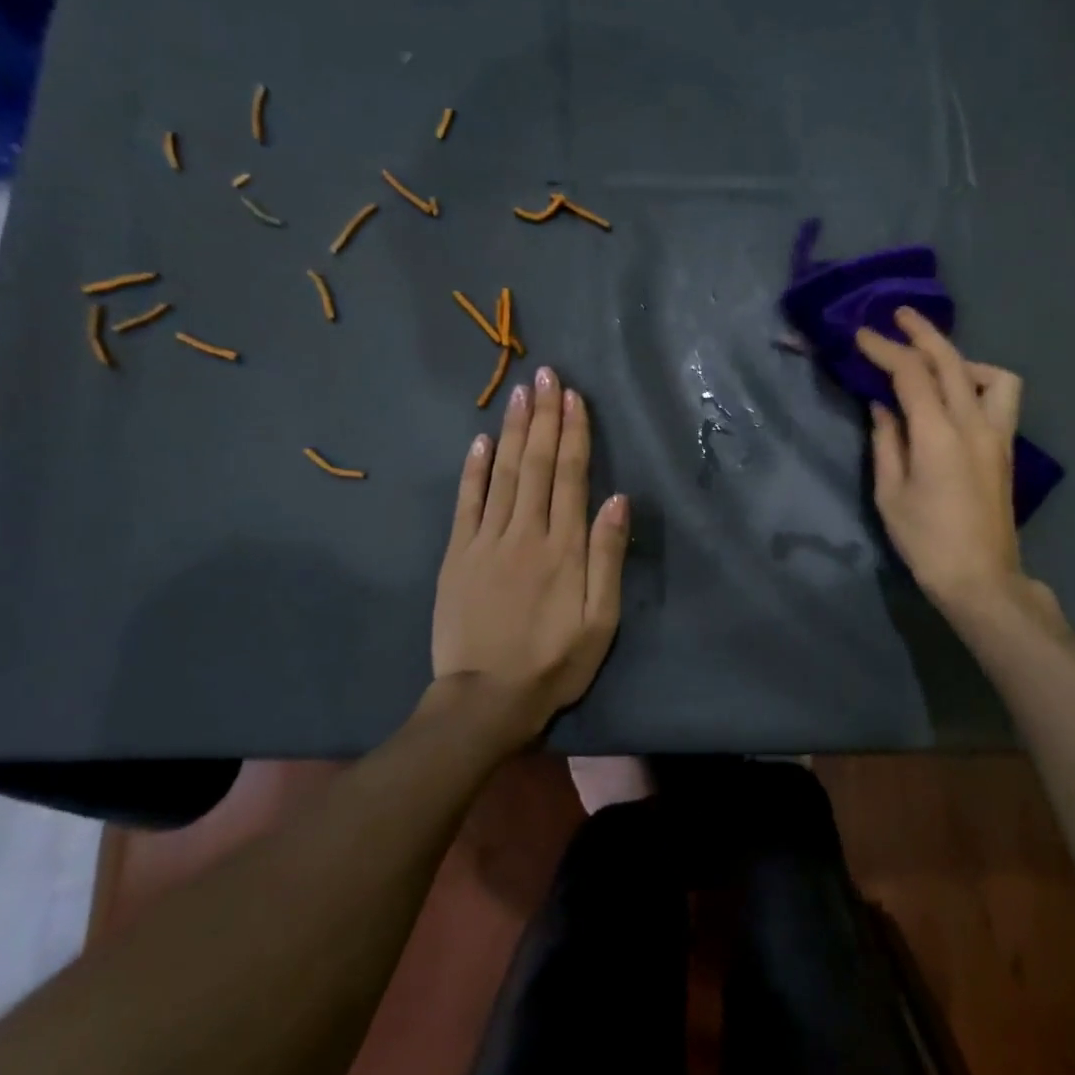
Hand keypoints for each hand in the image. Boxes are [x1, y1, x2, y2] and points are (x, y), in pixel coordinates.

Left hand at [432, 366, 628, 739]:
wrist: (486, 699)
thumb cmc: (555, 661)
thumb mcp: (601, 620)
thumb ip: (608, 557)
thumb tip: (618, 499)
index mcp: (564, 547)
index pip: (569, 476)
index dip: (573, 433)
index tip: (574, 396)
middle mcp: (525, 532)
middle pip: (536, 464)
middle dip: (544, 416)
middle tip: (546, 375)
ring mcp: (485, 541)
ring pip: (502, 474)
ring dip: (513, 430)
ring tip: (520, 392)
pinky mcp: (456, 556)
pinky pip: (466, 503)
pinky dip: (473, 469)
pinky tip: (480, 440)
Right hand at [856, 308, 1045, 623]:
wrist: (980, 578)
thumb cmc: (926, 541)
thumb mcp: (890, 494)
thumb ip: (886, 442)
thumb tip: (882, 407)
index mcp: (938, 434)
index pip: (911, 374)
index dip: (885, 349)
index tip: (862, 335)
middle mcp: (974, 424)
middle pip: (951, 361)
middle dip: (923, 333)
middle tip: (898, 316)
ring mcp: (997, 435)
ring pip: (990, 375)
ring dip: (960, 359)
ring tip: (935, 366)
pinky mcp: (1006, 449)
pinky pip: (999, 398)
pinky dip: (978, 383)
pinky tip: (956, 399)